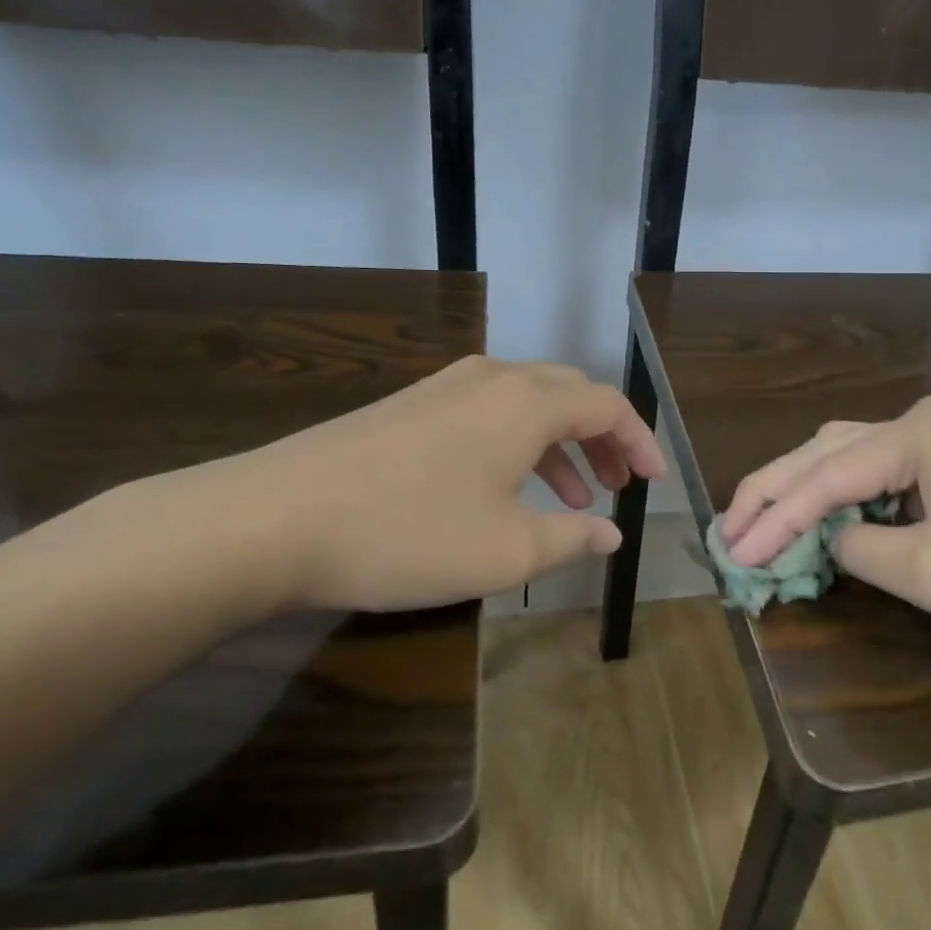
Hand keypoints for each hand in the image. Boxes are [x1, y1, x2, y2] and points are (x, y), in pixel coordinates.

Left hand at [167, 357, 665, 616]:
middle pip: (571, 394)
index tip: (655, 481)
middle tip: (618, 485)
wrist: (275, 518)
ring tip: (574, 495)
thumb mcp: (507, 551)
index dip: (639, 441)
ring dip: (561, 444)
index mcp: (527, 402)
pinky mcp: (412, 405)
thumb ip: (572, 538)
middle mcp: (493, 378)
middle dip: (603, 439)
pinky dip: (518, 443)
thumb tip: (612, 533)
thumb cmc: (410, 532)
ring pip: (528, 403)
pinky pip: (489, 412)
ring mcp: (446, 387)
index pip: (608, 405)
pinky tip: (505, 487)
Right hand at [718, 397, 930, 641]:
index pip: (822, 478)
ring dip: (802, 489)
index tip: (731, 553)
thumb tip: (827, 540)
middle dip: (774, 491)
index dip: (772, 518)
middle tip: (729, 529)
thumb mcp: (929, 571)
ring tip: (759, 519)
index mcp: (913, 432)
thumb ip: (857, 548)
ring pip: (847, 455)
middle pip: (825, 451)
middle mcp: (919, 420)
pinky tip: (820, 517)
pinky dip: (842, 496)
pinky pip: (879, 472)